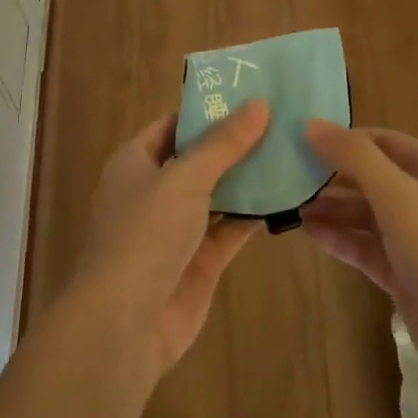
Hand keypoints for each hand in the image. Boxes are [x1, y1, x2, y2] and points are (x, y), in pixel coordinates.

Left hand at [66, 100, 270, 382]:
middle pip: (198, 158)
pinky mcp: (199, 260)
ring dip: (248, 177)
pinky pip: (230, 228)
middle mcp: (154, 191)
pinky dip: (254, 214)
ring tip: (291, 148)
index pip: (172, 124)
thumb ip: (223, 143)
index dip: (206, 109)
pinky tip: (287, 195)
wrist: (125, 324)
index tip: (247, 93)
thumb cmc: (145, 234)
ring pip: (218, 193)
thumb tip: (259, 103)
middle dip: (234, 142)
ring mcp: (177, 228)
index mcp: (135, 163)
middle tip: (280, 119)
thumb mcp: (184, 177)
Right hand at [301, 121, 417, 397]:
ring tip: (288, 204)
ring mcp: (416, 237)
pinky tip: (308, 232)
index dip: (341, 138)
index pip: (379, 140)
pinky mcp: (405, 273)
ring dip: (331, 207)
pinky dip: (340, 237)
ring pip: (365, 212)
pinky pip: (366, 245)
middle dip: (331, 175)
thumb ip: (354, 157)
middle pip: (370, 175)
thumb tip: (311, 124)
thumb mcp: (397, 195)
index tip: (298, 139)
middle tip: (285, 173)